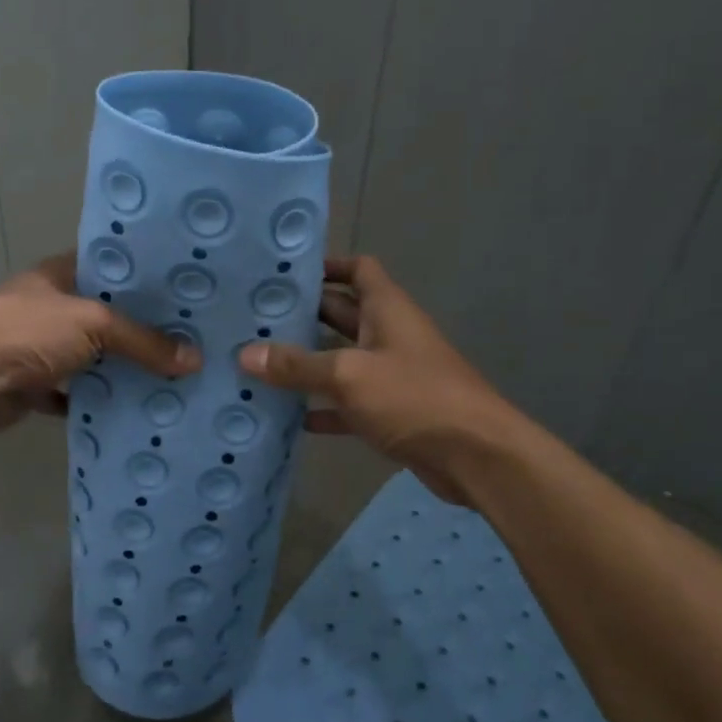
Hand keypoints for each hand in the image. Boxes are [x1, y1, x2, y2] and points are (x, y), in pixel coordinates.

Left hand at [0, 253, 200, 431]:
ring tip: (171, 376)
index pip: (109, 267)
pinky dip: (96, 402)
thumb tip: (194, 360)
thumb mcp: (94, 323)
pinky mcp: (34, 386)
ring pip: (91, 357)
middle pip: (104, 317)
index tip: (182, 291)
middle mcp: (50, 308)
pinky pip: (75, 394)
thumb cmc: (28, 330)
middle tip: (189, 340)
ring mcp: (40, 347)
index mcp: (59, 276)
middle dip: (140, 330)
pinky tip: (132, 408)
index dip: (143, 277)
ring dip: (120, 369)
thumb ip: (143, 341)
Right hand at [238, 256, 510, 504]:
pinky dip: (323, 408)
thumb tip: (246, 354)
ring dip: (308, 364)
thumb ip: (298, 366)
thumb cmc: (414, 397)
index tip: (285, 274)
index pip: (358, 270)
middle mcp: (389, 336)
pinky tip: (289, 417)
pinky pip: (348, 404)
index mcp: (387, 310)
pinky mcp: (390, 413)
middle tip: (254, 320)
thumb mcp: (349, 375)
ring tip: (259, 364)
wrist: (476, 456)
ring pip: (341, 361)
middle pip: (341, 315)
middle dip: (303, 316)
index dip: (327, 265)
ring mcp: (390, 376)